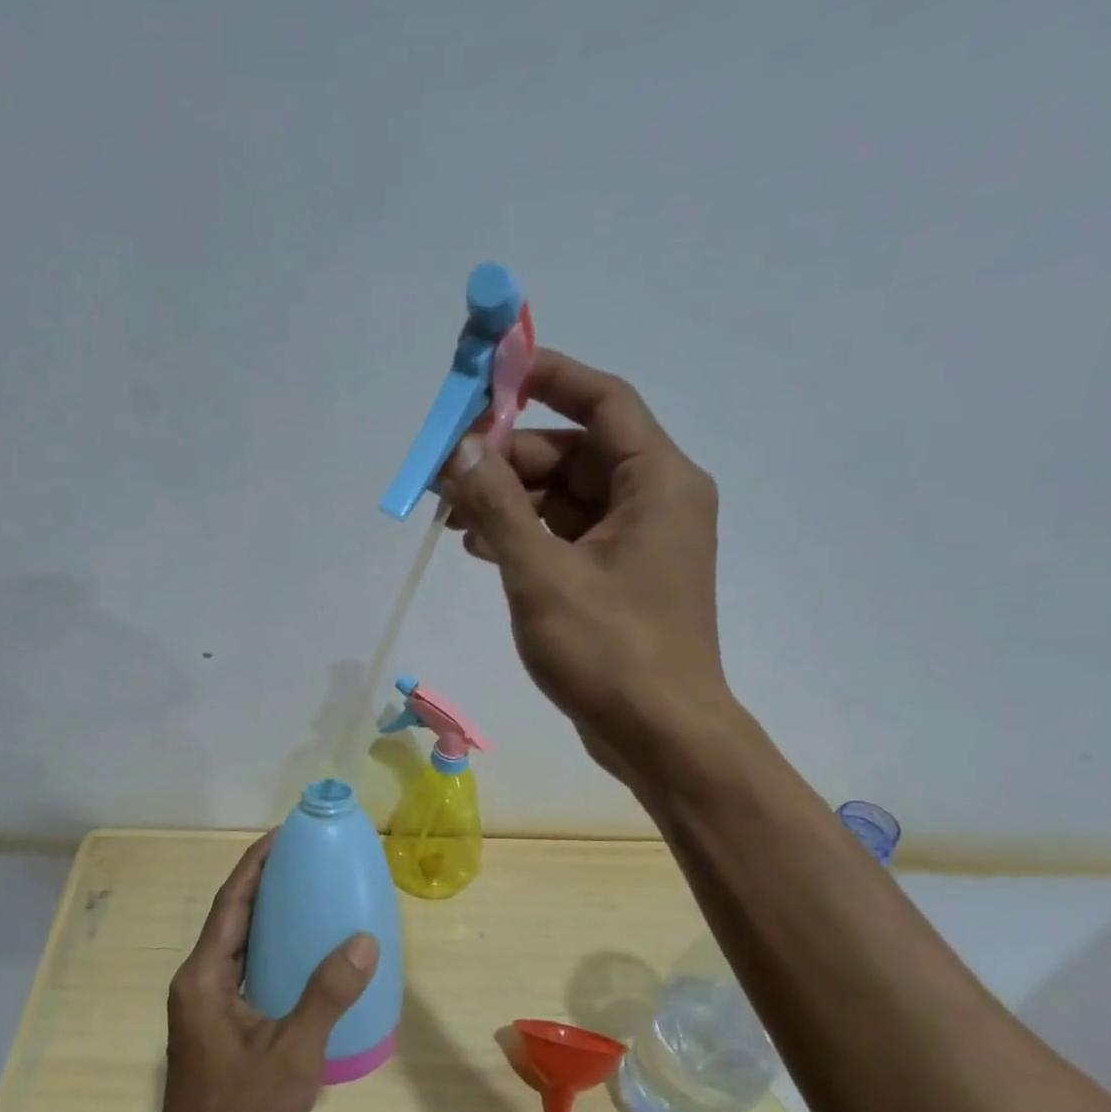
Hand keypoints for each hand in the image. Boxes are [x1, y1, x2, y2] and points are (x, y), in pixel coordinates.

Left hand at [151, 834, 378, 1111]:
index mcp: (204, 976)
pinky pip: (243, 966)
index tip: (285, 834)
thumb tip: (364, 941)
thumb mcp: (293, 1053)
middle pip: (231, 915)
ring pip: (236, 941)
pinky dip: (268, 947)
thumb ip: (327, 995)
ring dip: (265, 913)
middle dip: (264, 881)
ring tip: (307, 893)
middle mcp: (198, 979)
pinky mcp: (215, 1020)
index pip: (230, 902)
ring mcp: (204, 1001)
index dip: (255, 863)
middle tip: (306, 858)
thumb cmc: (241, 1110)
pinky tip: (300, 953)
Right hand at [440, 347, 728, 782]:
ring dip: (512, 501)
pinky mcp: (621, 580)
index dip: (548, 379)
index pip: (603, 400)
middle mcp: (655, 501)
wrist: (660, 735)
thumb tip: (463, 451)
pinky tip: (482, 549)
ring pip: (568, 499)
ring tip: (453, 519)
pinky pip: (570, 537)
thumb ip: (499, 507)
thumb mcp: (542, 574)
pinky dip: (529, 537)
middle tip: (450, 473)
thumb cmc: (609, 651)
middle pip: (577, 453)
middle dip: (511, 459)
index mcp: (656, 482)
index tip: (491, 376)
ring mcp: (639, 544)